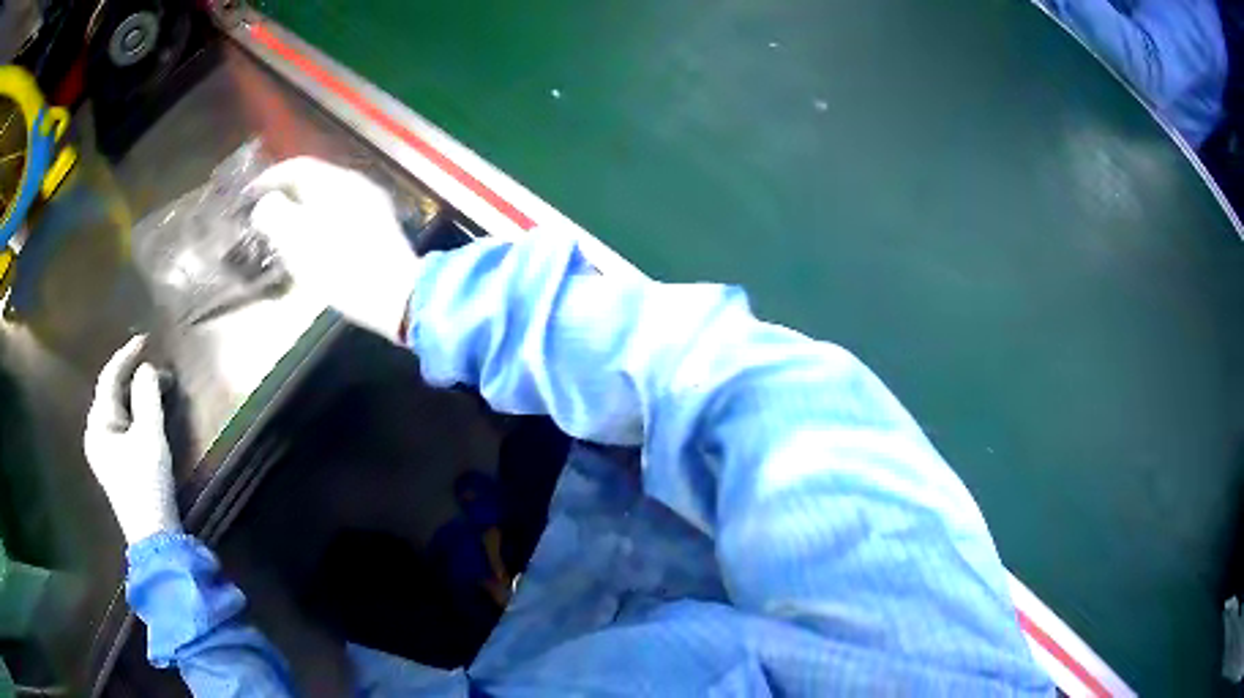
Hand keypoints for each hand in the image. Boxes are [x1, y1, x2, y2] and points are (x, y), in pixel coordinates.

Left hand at [84, 337, 179, 544]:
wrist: (154, 535)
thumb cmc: (148, 484)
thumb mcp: (150, 436)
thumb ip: (147, 396)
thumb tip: (147, 369)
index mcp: (98, 424)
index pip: (109, 377)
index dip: (127, 355)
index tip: (146, 339)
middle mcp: (95, 433)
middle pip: (111, 392)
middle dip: (133, 376)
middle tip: (157, 369)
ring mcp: (104, 450)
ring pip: (117, 409)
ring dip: (135, 394)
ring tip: (156, 387)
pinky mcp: (115, 463)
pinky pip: (122, 424)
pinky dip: (135, 412)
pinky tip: (148, 412)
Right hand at [247, 157, 420, 339]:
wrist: (395, 295)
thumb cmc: (340, 266)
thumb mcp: (297, 240)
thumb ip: (275, 214)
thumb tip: (266, 204)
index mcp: (335, 181)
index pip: (297, 166)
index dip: (270, 178)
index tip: (249, 194)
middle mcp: (356, 184)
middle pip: (313, 180)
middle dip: (285, 194)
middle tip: (264, 212)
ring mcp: (372, 204)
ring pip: (327, 197)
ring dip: (302, 209)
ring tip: (283, 229)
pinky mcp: (379, 227)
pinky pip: (340, 213)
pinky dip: (320, 221)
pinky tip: (314, 243)